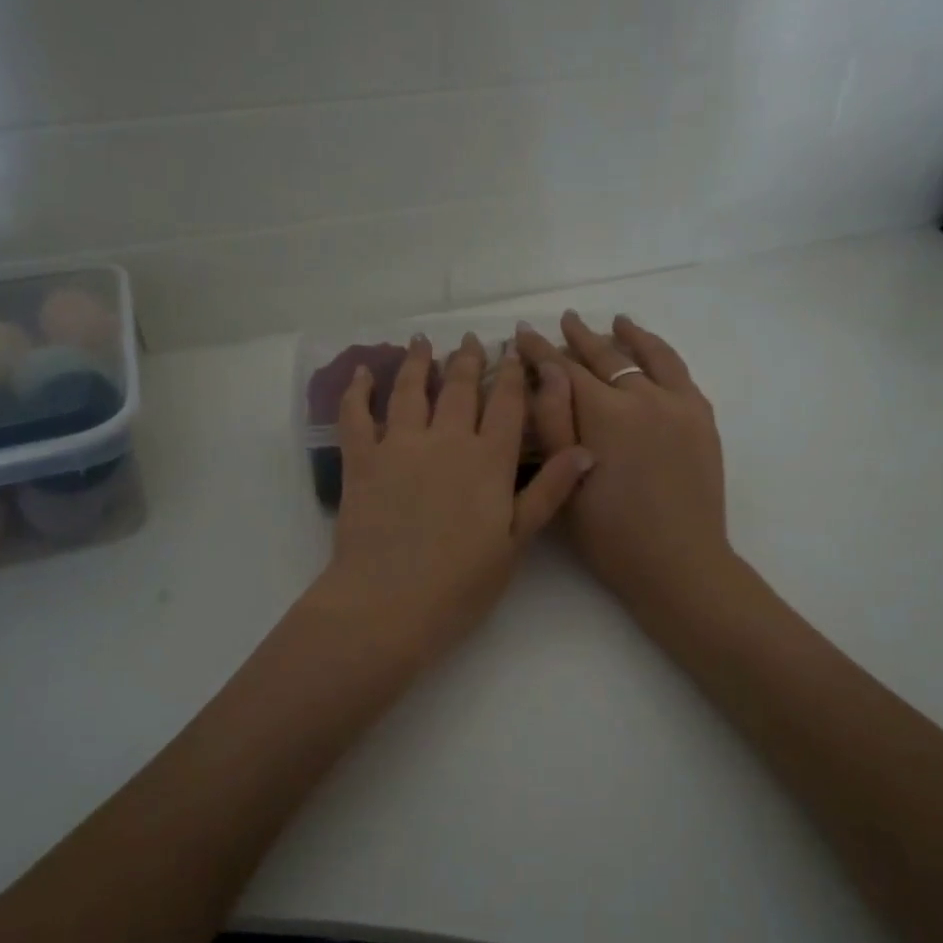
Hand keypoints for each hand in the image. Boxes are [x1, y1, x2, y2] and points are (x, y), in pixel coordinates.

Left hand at [311, 332, 592, 659]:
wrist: (389, 604)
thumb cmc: (461, 584)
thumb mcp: (516, 543)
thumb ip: (549, 492)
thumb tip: (585, 450)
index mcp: (489, 461)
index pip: (507, 405)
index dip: (513, 375)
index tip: (515, 350)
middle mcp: (447, 440)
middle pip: (459, 388)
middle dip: (468, 360)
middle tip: (472, 339)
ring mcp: (400, 446)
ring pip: (410, 390)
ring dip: (417, 362)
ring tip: (422, 341)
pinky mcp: (362, 460)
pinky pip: (357, 416)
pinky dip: (357, 391)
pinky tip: (361, 372)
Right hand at [516, 312, 732, 619]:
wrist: (679, 562)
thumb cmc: (610, 534)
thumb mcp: (564, 483)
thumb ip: (552, 421)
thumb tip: (545, 370)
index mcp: (603, 414)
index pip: (563, 369)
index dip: (539, 350)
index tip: (521, 333)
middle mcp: (642, 397)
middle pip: (604, 357)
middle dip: (578, 337)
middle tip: (561, 321)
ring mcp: (677, 404)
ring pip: (647, 356)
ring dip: (626, 336)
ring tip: (614, 321)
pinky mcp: (701, 417)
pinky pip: (679, 371)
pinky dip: (661, 353)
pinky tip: (652, 349)